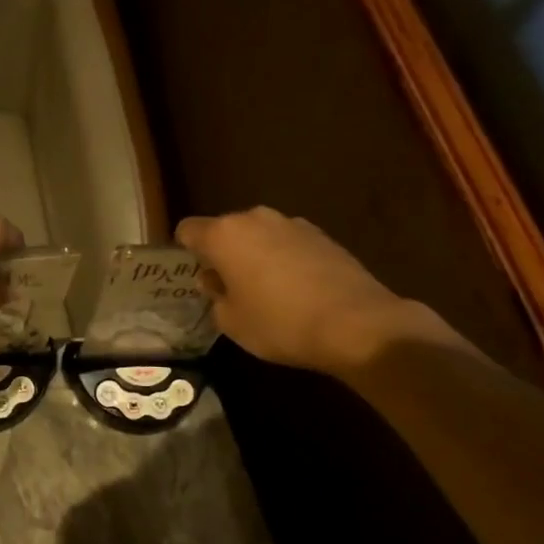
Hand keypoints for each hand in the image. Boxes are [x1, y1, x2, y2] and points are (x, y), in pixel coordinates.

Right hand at [176, 207, 418, 373]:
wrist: (357, 324)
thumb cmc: (280, 323)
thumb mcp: (232, 322)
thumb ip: (215, 296)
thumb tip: (216, 280)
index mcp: (224, 235)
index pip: (188, 229)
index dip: (185, 250)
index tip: (195, 274)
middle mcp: (255, 219)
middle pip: (225, 230)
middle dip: (223, 253)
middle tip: (229, 287)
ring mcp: (292, 224)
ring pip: (259, 236)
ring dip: (255, 255)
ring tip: (265, 290)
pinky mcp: (322, 236)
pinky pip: (288, 244)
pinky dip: (284, 260)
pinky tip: (296, 290)